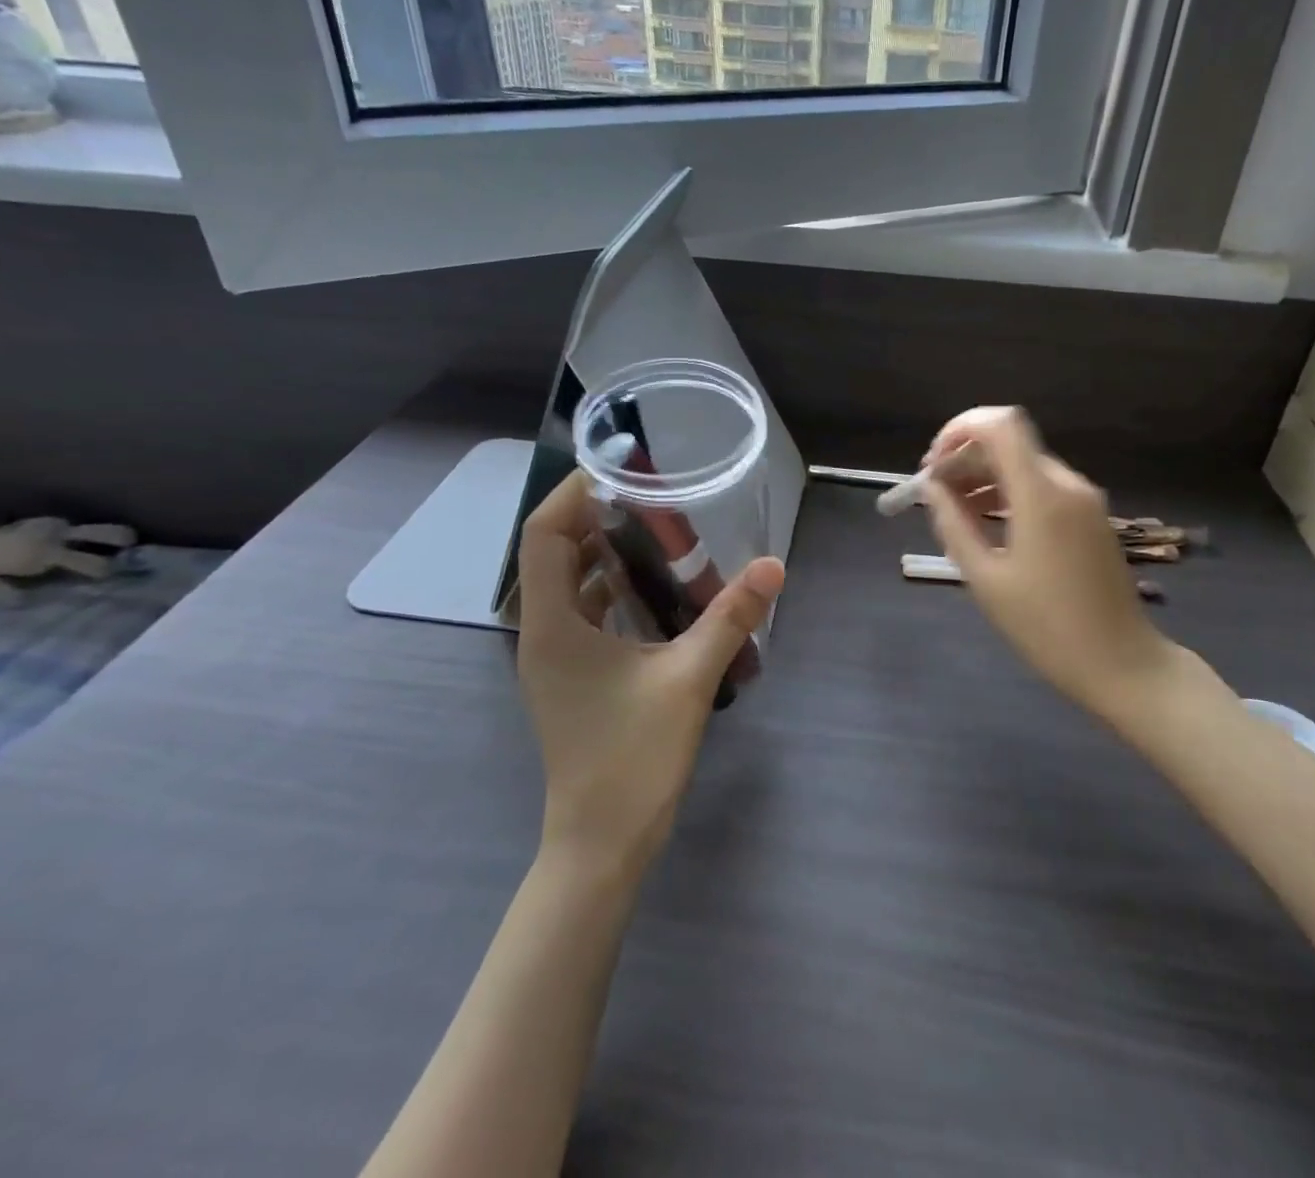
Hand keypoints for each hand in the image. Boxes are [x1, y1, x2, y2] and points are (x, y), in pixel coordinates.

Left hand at [516, 471, 783, 878]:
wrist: (601, 843)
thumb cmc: (633, 758)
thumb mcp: (689, 679)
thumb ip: (730, 618)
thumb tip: (773, 566)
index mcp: (552, 624)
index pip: (542, 535)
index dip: (572, 493)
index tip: (619, 470)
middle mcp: (541, 632)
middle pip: (553, 551)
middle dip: (596, 517)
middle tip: (651, 497)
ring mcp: (552, 656)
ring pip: (567, 582)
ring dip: (603, 552)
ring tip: (656, 530)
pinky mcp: (569, 674)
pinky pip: (581, 611)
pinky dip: (610, 588)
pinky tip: (655, 587)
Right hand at [921, 407, 1189, 719]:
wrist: (1121, 663)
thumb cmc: (1046, 627)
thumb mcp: (987, 579)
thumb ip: (954, 525)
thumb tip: (932, 489)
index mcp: (1042, 495)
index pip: (1001, 425)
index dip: (960, 428)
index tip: (933, 460)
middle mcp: (1067, 484)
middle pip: (1010, 444)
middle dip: (966, 458)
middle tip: (934, 491)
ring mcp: (1085, 500)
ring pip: (1026, 464)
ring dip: (986, 476)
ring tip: (954, 510)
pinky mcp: (1092, 517)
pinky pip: (1044, 487)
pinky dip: (1011, 491)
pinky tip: (989, 522)